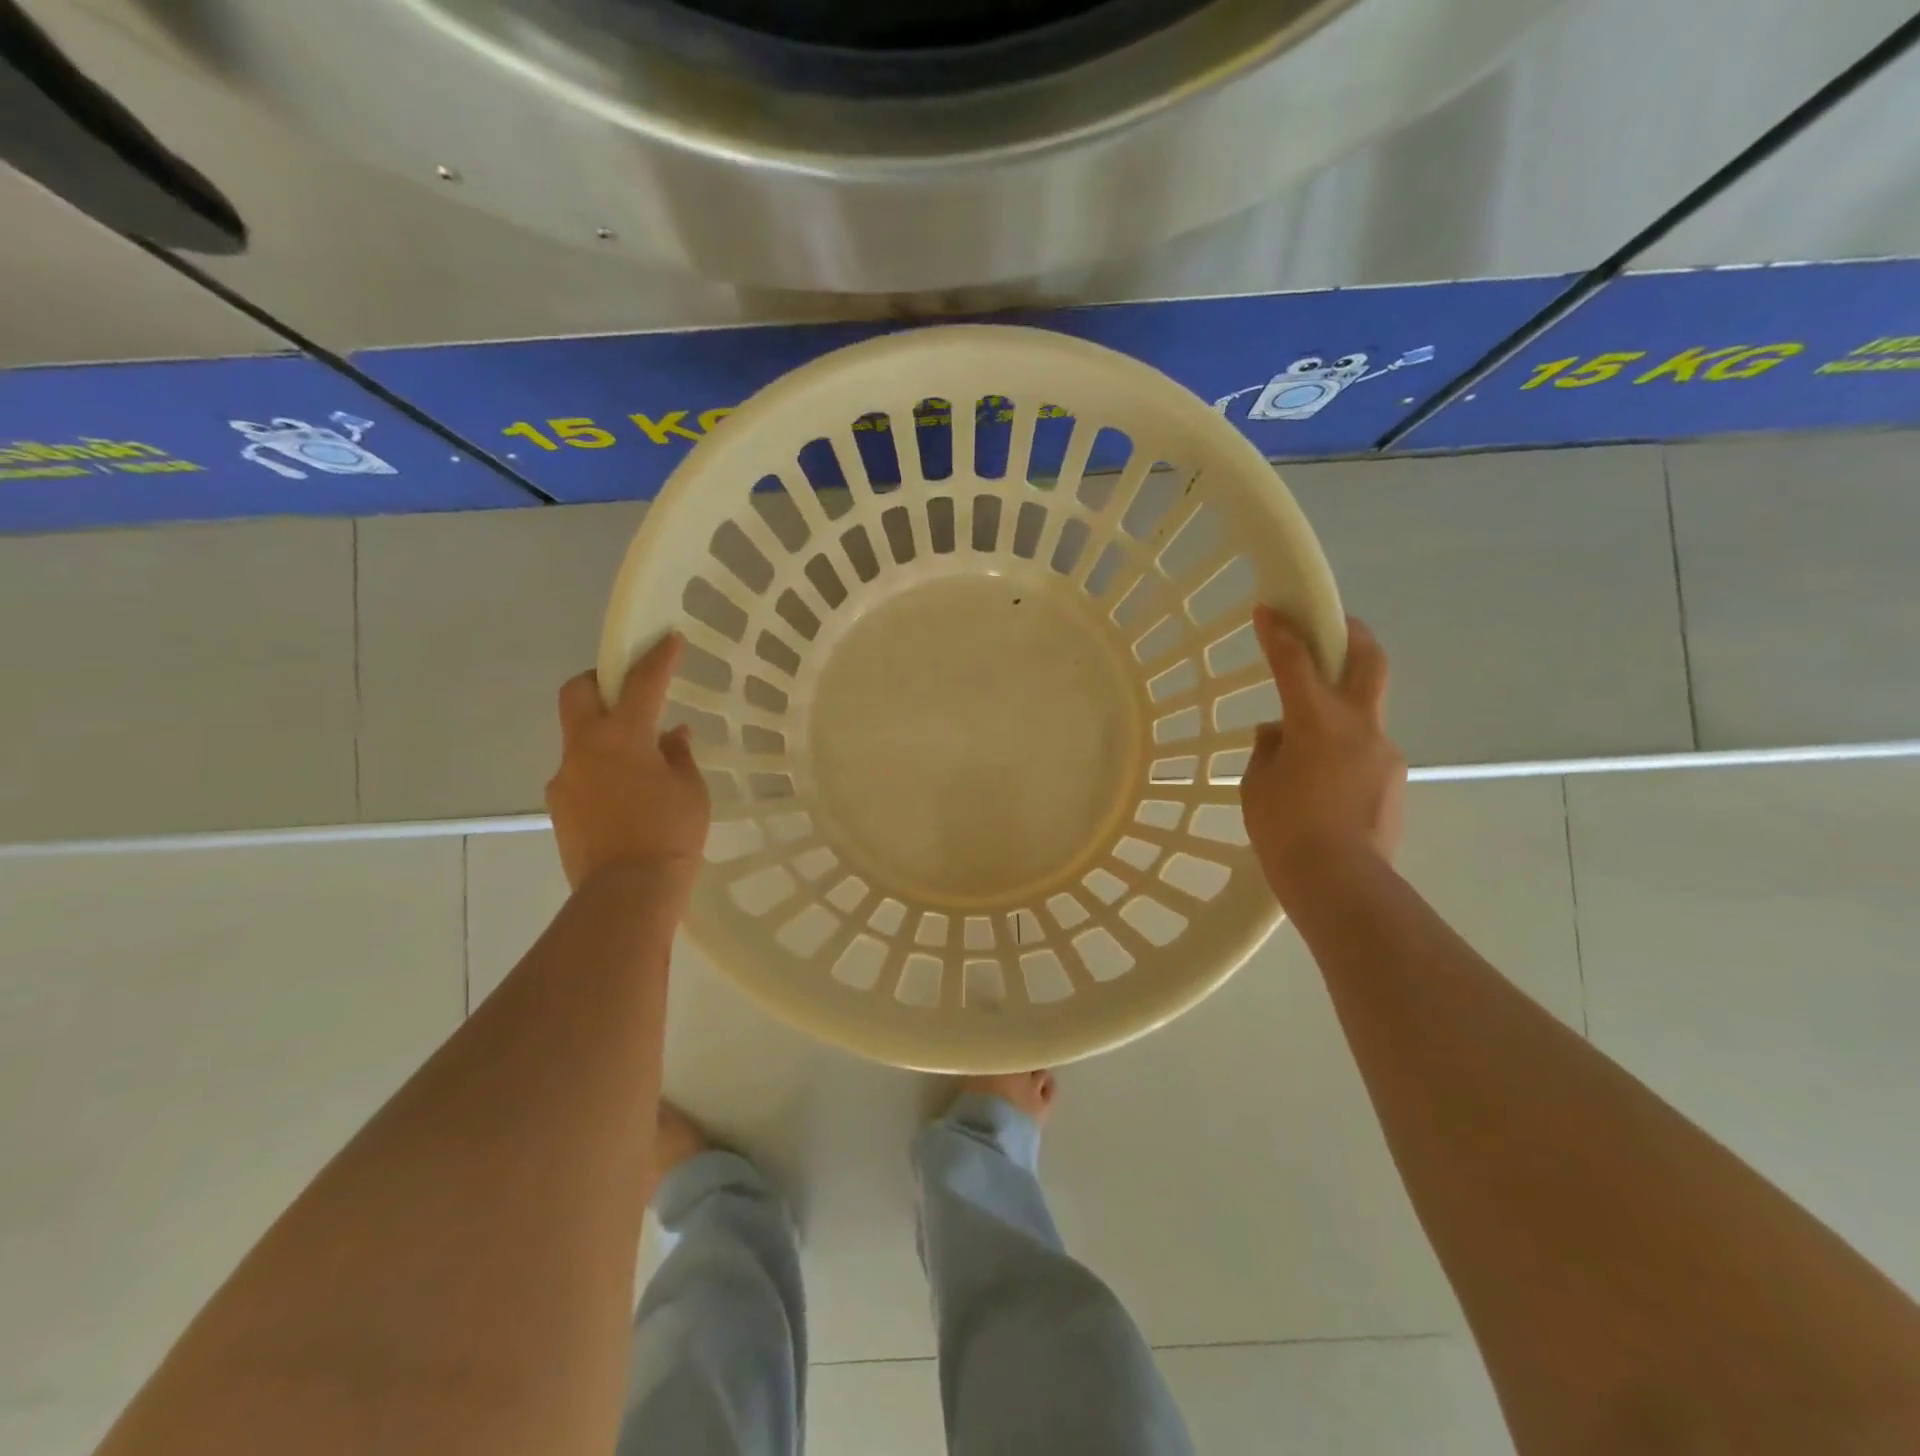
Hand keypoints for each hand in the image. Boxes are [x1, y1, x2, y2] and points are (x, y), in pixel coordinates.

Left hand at [546, 634, 710, 892]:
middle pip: (579, 693)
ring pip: (579, 736)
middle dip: (601, 680)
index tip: (668, 638)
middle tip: (627, 688)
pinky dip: (602, 769)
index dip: (658, 658)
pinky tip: (627, 794)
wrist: (627, 893)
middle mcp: (584, 748)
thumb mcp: (690, 791)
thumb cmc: (669, 834)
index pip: (642, 684)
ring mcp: (566, 778)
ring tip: (639, 759)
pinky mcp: (560, 807)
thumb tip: (672, 736)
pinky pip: (581, 773)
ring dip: (605, 733)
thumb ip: (678, 756)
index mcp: (622, 737)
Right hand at [1240, 606, 1405, 906]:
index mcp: (1317, 722)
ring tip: (1309, 738)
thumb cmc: (1285, 830)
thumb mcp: (1257, 785)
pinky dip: (1343, 748)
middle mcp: (1359, 726)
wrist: (1342, 884)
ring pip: (1365, 710)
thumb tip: (1278, 734)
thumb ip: (1267, 750)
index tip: (1270, 608)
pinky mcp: (1394, 780)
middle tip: (1336, 622)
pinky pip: (1365, 749)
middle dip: (1350, 634)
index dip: (1279, 632)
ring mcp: (1384, 752)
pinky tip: (1323, 779)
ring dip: (1342, 703)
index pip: (1296, 662)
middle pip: (1367, 662)